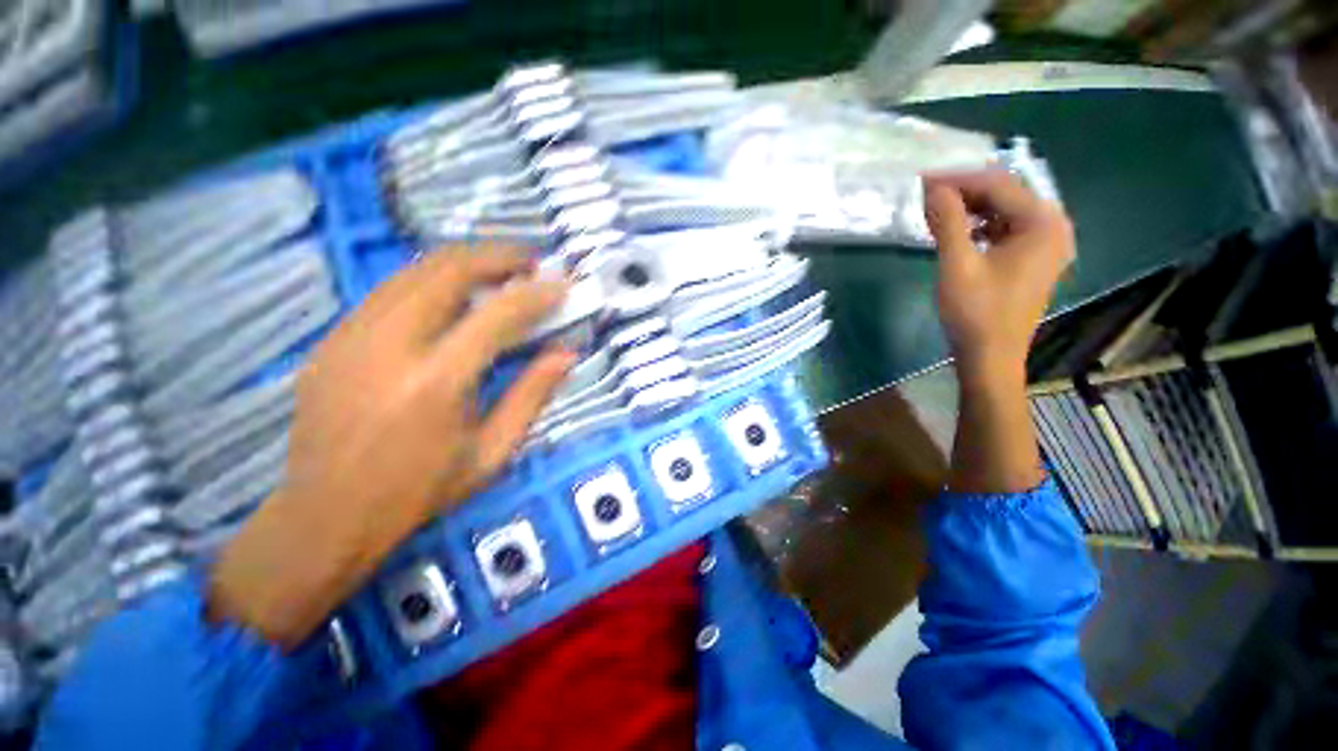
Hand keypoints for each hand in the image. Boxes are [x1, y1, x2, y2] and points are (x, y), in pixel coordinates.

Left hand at [209, 247, 573, 646]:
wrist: (324, 515)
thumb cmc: (420, 491)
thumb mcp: (492, 452)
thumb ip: (532, 395)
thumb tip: (567, 353)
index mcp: (435, 383)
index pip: (497, 315)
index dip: (536, 293)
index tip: (562, 283)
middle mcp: (389, 347)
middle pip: (447, 270)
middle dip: (497, 256)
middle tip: (530, 262)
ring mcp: (351, 337)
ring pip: (414, 271)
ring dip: (465, 263)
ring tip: (499, 272)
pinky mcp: (332, 339)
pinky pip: (391, 291)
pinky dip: (432, 282)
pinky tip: (454, 298)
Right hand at [924, 170, 1074, 381]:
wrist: (990, 356)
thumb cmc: (975, 312)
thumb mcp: (958, 264)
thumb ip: (948, 221)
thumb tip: (933, 188)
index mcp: (1043, 223)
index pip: (999, 184)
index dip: (958, 179)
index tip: (922, 180)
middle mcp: (1052, 227)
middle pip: (1006, 194)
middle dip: (965, 192)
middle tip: (927, 196)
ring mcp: (1045, 244)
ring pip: (1004, 211)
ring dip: (971, 208)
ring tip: (936, 213)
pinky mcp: (1032, 259)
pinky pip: (1005, 229)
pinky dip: (979, 226)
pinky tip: (956, 233)